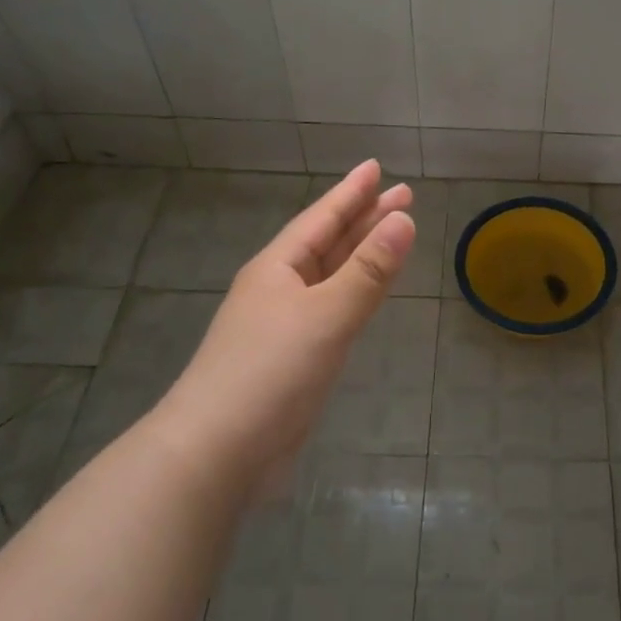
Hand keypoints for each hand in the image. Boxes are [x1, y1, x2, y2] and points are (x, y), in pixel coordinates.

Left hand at [156, 160, 415, 492]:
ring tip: (392, 234)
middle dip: (364, 218)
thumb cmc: (270, 371)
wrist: (215, 453)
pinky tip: (365, 295)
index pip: (322, 218)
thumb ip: (368, 269)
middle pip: (328, 243)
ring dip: (360, 254)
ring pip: (329, 276)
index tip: (377, 167)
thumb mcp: (326, 314)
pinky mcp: (291, 360)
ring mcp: (282, 326)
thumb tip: (404, 219)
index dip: (351, 192)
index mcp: (277, 268)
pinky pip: (330, 310)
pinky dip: (353, 294)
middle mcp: (278, 289)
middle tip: (402, 195)